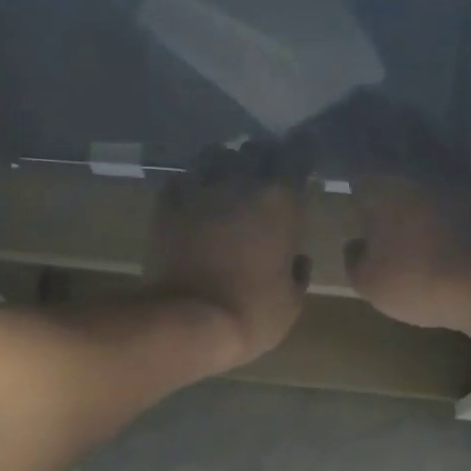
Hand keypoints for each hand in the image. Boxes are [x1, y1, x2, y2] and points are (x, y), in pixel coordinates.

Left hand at [143, 144, 309, 369]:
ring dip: (224, 165)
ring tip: (226, 183)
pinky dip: (191, 186)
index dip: (302, 153)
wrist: (187, 321)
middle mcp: (240, 182)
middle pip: (255, 149)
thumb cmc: (251, 313)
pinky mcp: (166, 205)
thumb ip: (297, 273)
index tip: (303, 165)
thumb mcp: (291, 302)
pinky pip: (181, 180)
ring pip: (214, 156)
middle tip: (266, 178)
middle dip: (263, 159)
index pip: (298, 152)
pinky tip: (194, 201)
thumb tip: (296, 260)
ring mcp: (199, 190)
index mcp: (280, 200)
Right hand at [346, 173, 470, 330]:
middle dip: (393, 200)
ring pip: (432, 194)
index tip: (356, 210)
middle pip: (399, 183)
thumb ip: (354, 260)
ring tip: (421, 236)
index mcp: (384, 190)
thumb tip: (356, 245)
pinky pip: (460, 210)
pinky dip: (453, 222)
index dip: (358, 195)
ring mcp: (457, 189)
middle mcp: (420, 178)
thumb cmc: (413, 281)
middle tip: (388, 225)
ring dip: (425, 209)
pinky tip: (450, 243)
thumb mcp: (368, 283)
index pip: (363, 181)